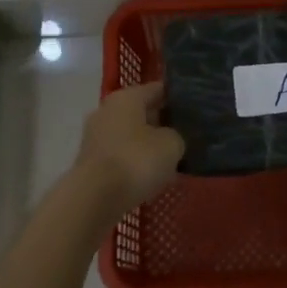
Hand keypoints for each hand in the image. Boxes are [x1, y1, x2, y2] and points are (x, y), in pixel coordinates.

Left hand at [75, 82, 185, 207]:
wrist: (95, 198)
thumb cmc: (136, 160)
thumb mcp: (171, 144)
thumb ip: (176, 136)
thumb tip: (171, 139)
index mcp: (126, 98)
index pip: (157, 89)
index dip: (177, 97)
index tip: (195, 107)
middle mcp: (107, 111)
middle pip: (141, 112)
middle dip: (162, 123)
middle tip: (187, 135)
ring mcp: (95, 137)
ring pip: (131, 136)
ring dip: (148, 146)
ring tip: (172, 159)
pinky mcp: (91, 162)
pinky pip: (121, 156)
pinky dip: (135, 163)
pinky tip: (152, 176)